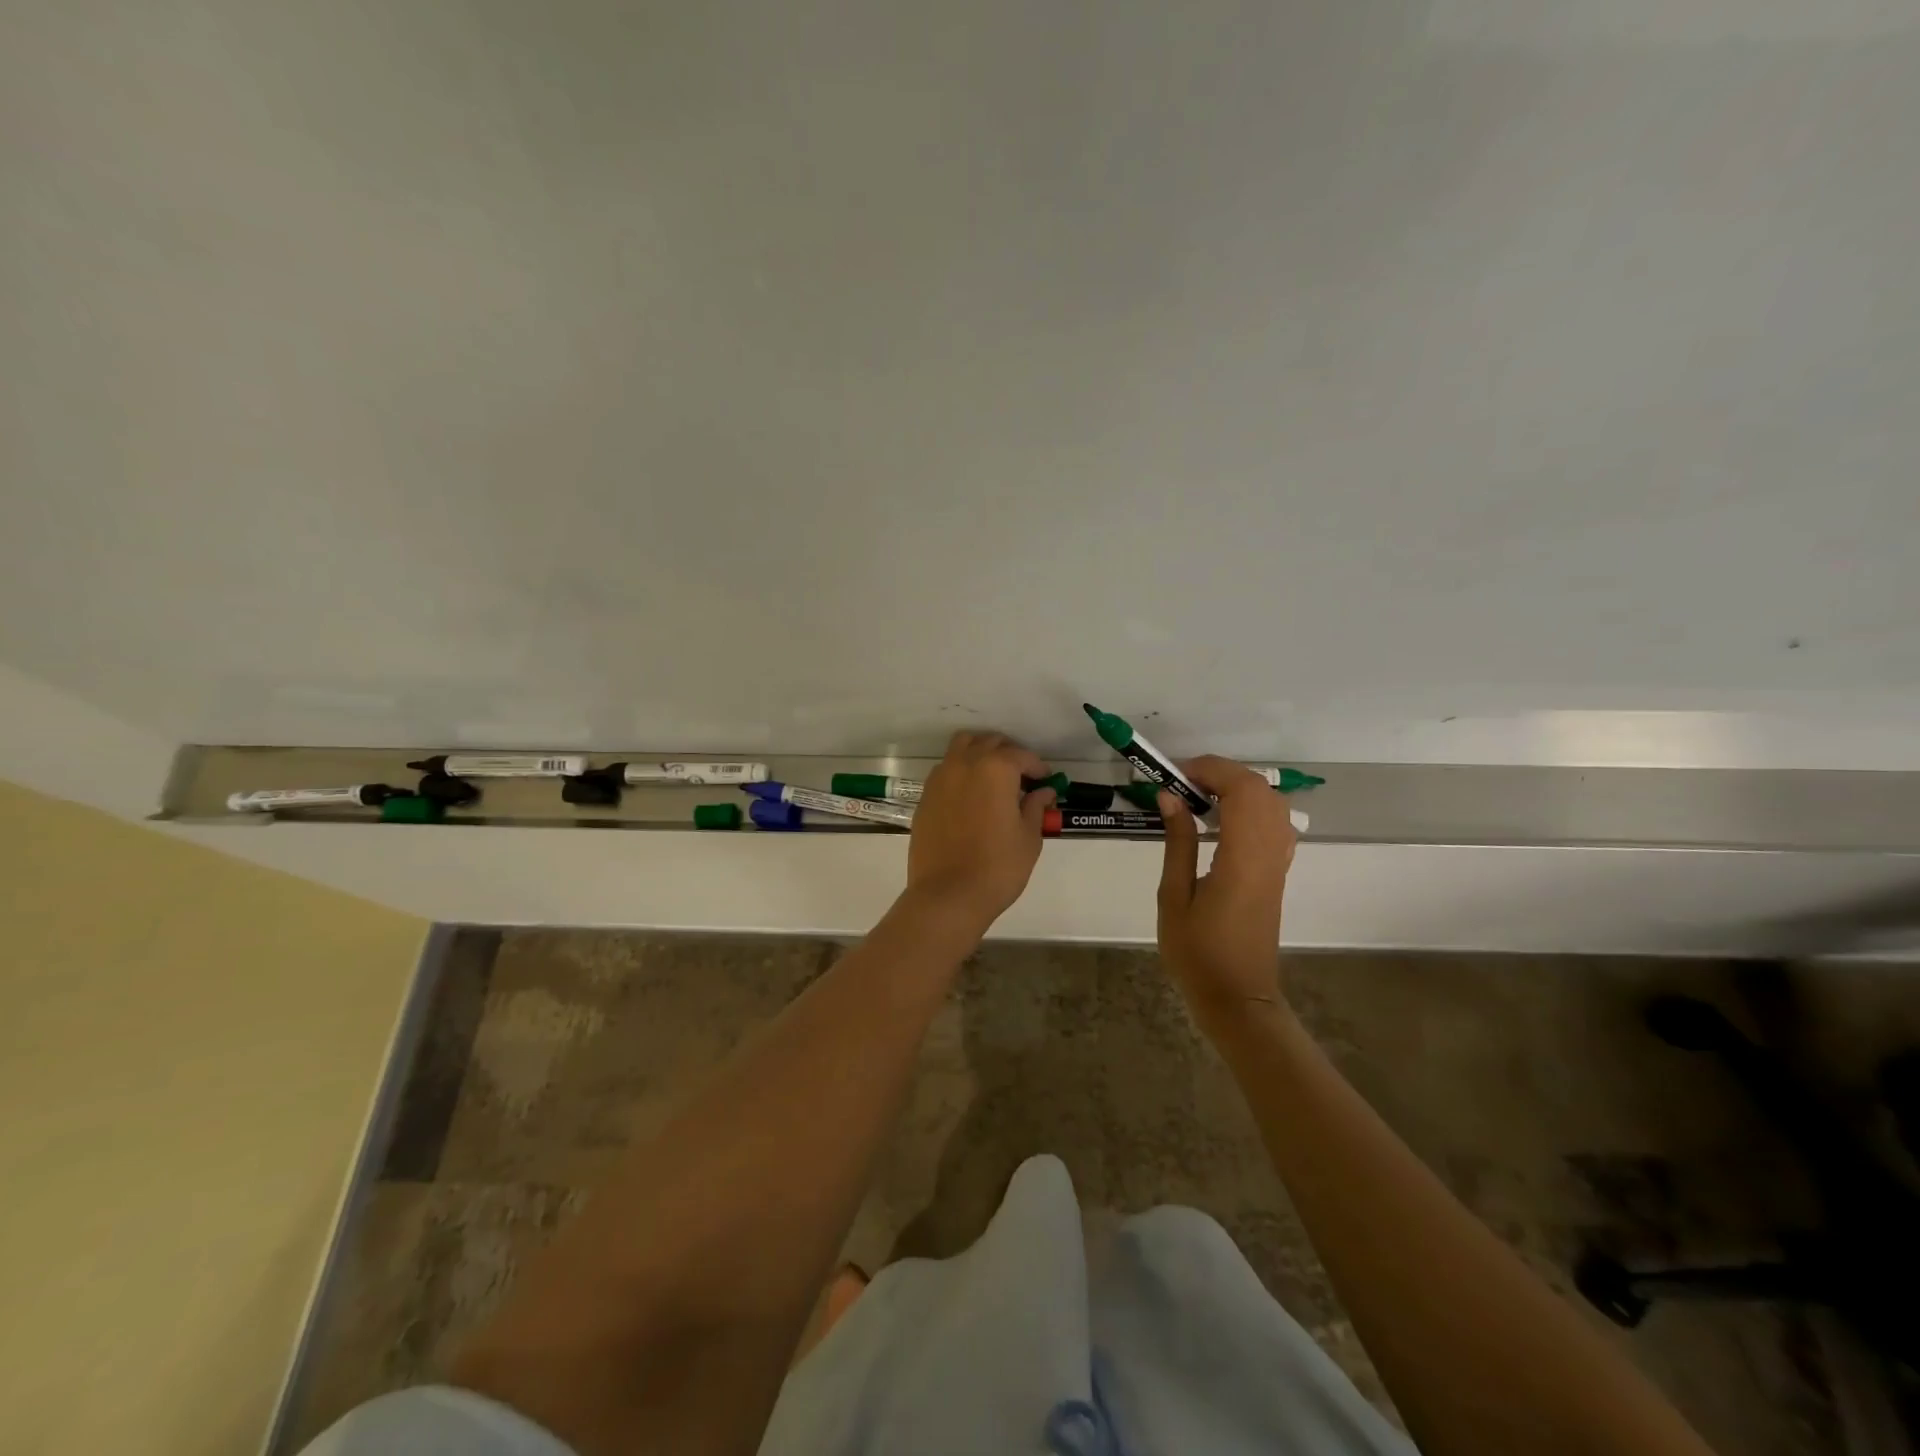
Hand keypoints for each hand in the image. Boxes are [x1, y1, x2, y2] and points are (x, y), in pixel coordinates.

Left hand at [905, 731, 1055, 930]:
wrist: (947, 895)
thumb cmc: (998, 867)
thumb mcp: (1028, 837)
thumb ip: (1035, 807)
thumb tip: (1043, 792)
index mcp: (995, 769)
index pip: (1021, 756)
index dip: (1037, 767)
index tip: (1046, 780)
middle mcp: (964, 764)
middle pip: (989, 742)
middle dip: (1009, 753)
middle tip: (1022, 776)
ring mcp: (940, 778)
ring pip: (962, 747)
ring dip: (980, 753)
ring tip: (994, 777)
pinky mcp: (925, 796)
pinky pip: (946, 769)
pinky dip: (961, 770)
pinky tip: (971, 795)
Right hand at [1156, 755, 1296, 1034]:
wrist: (1237, 997)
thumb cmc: (1197, 952)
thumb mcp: (1174, 896)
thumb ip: (1177, 842)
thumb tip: (1171, 797)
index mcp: (1242, 859)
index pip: (1241, 791)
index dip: (1211, 770)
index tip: (1176, 775)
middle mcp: (1268, 854)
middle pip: (1261, 790)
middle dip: (1223, 774)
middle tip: (1184, 783)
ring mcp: (1278, 863)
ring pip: (1272, 804)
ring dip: (1238, 788)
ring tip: (1198, 797)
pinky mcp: (1277, 873)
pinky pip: (1274, 823)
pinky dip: (1250, 807)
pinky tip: (1221, 820)